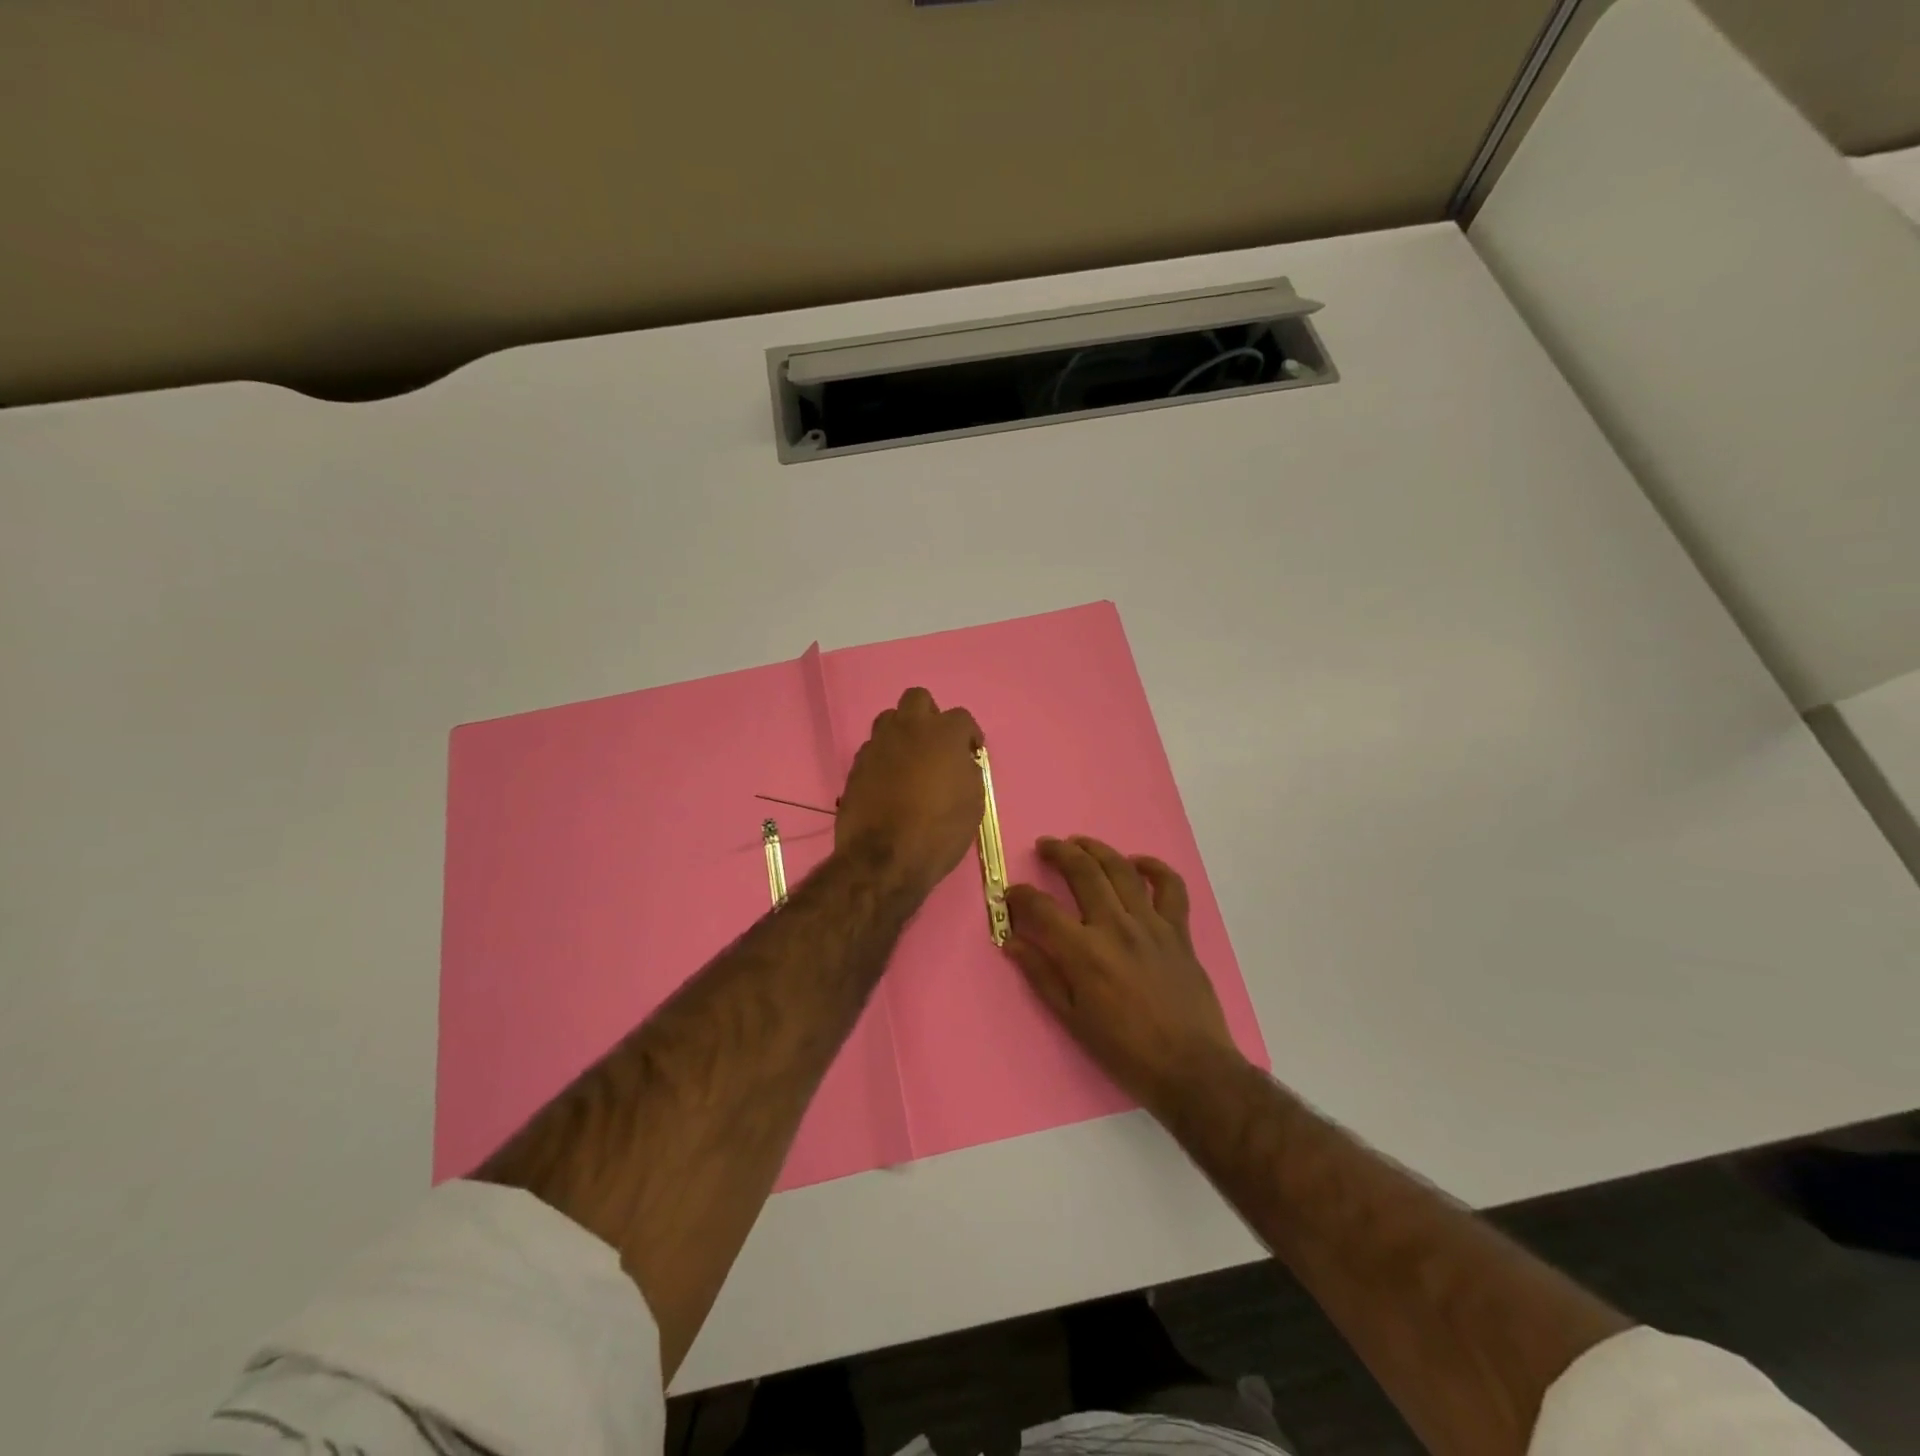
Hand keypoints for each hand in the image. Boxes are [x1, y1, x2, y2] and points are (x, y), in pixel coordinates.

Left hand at [836, 687, 983, 899]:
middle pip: (918, 699)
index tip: (971, 752)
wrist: (884, 858)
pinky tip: (889, 781)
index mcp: (943, 734)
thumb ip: (967, 771)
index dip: (969, 735)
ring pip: (889, 719)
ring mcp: (877, 745)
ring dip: (902, 732)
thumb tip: (959, 763)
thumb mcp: (973, 803)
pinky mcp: (856, 765)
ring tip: (911, 759)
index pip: (961, 718)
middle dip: (929, 715)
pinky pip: (873, 748)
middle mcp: (908, 729)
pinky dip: (884, 757)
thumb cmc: (939, 831)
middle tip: (936, 743)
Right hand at [1005, 836, 1242, 1114]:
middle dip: (1058, 852)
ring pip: (1121, 869)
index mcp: (1084, 952)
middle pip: (1082, 872)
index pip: (1042, 908)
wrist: (1190, 1068)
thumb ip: (1041, 974)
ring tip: (1080, 843)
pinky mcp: (1178, 930)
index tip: (1011, 894)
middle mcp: (1115, 927)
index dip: (1020, 895)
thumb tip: (1011, 941)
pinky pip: (1169, 887)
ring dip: (1097, 849)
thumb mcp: (1072, 1019)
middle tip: (1045, 845)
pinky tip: (1138, 863)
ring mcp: (1151, 924)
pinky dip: (1154, 868)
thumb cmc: (1125, 1050)